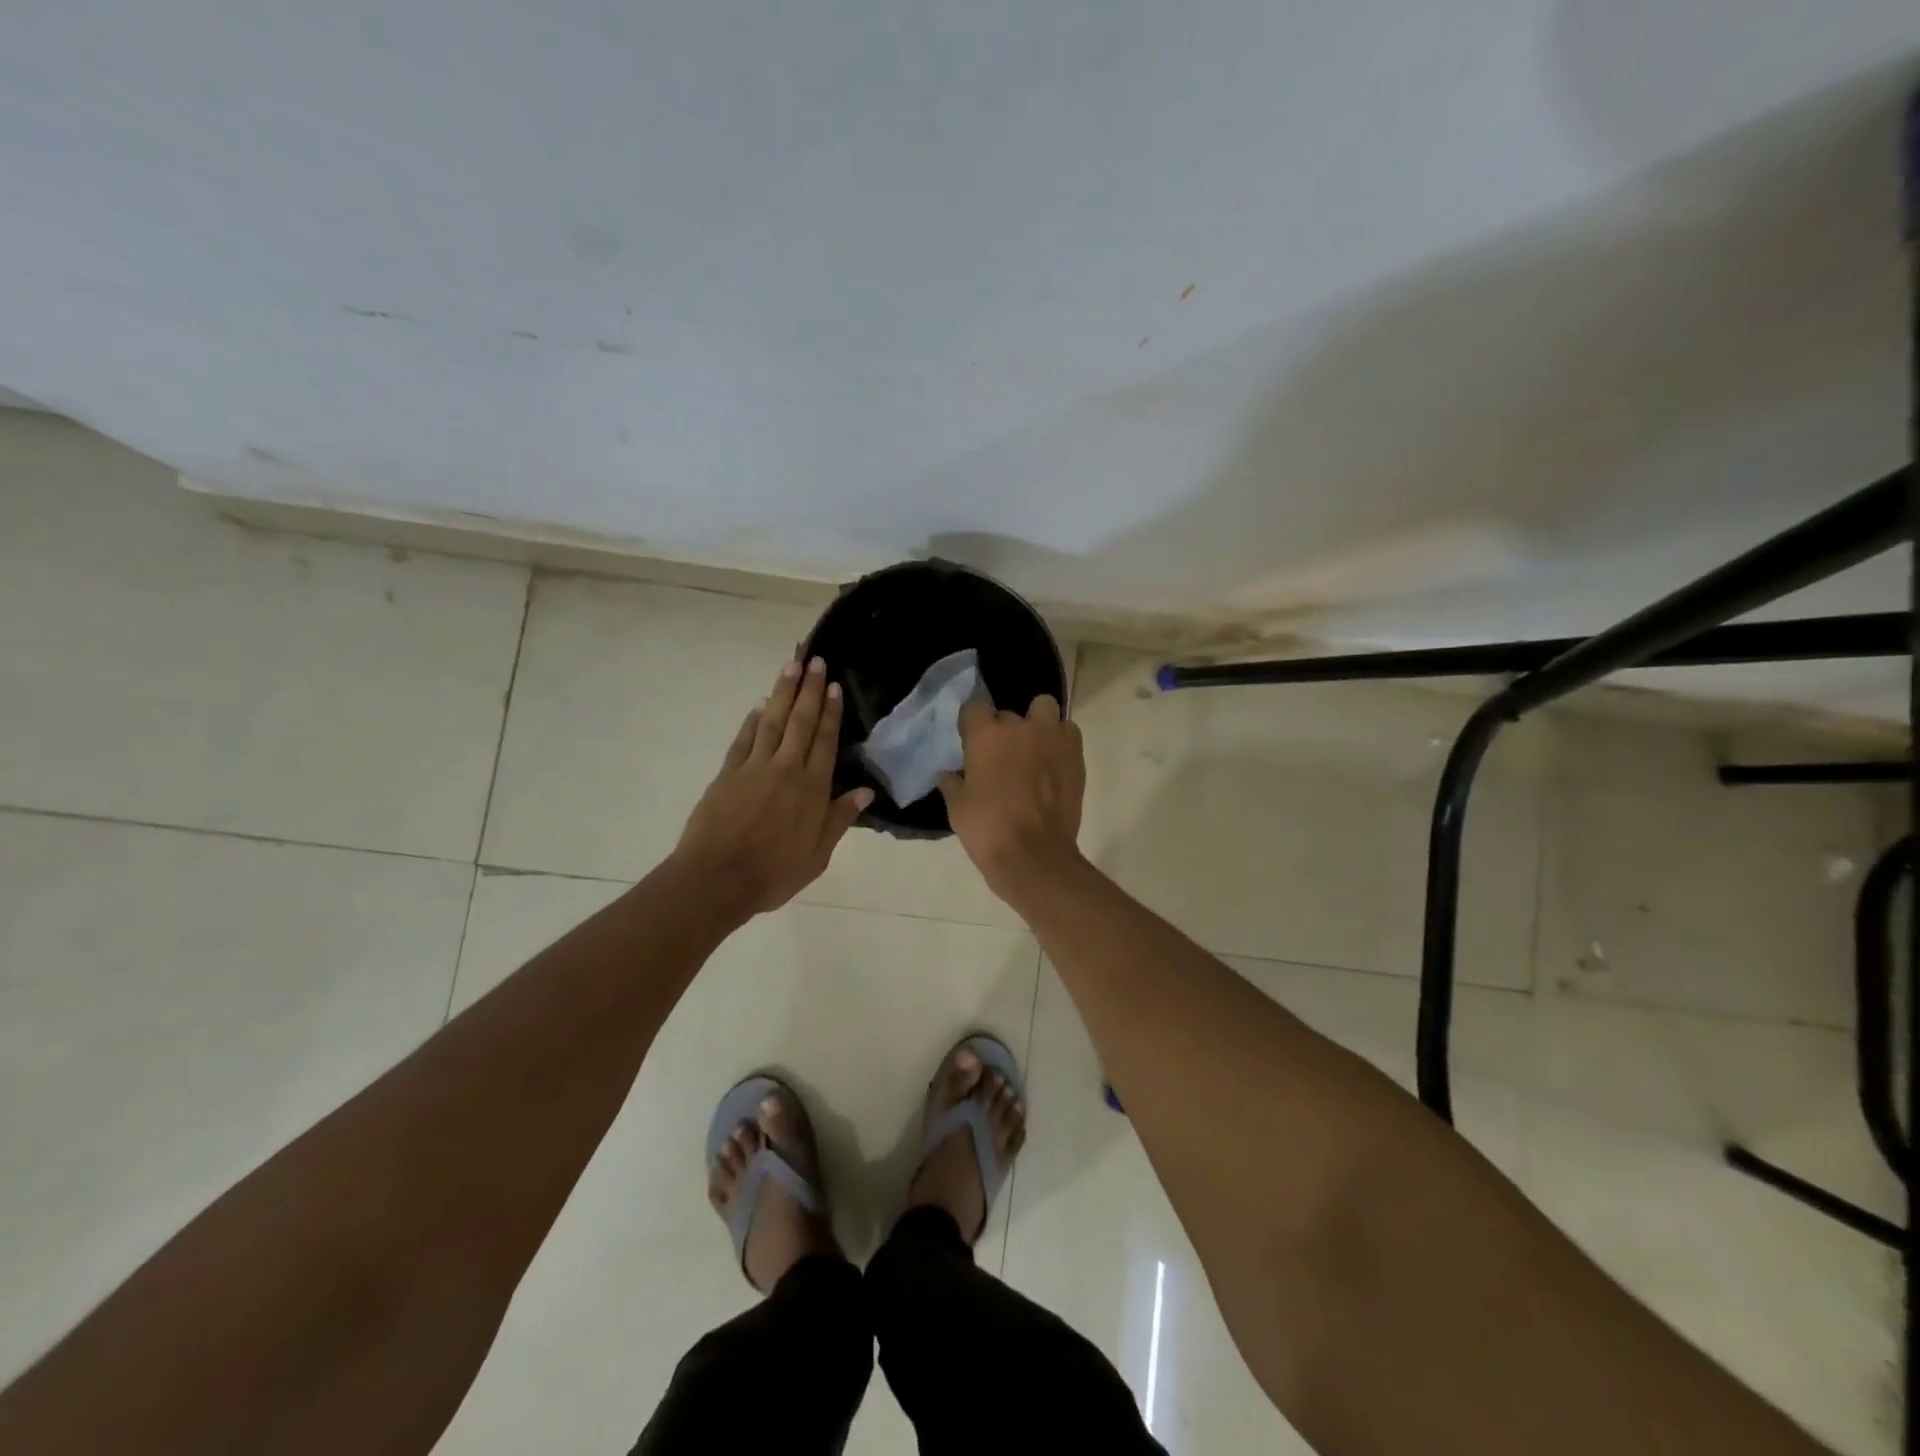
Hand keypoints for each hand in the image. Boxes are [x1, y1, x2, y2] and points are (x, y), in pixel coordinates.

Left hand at [675, 656, 872, 918]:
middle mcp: (786, 769)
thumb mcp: (817, 855)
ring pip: (772, 722)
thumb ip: (839, 819)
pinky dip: (753, 720)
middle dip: (809, 690)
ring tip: (791, 667)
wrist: (717, 879)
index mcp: (812, 789)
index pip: (825, 741)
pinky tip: (760, 705)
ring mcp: (754, 768)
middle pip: (800, 722)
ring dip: (782, 693)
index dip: (831, 712)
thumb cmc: (773, 873)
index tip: (834, 686)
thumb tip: (865, 792)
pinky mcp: (728, 773)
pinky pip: (744, 739)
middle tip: (815, 661)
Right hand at [938, 694, 1084, 898]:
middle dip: (1003, 730)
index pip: (973, 706)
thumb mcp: (957, 807)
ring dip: (1037, 722)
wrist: (1034, 856)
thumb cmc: (988, 829)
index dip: (971, 723)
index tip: (970, 740)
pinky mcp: (1075, 755)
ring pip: (1044, 708)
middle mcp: (1020, 727)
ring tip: (1032, 747)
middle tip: (1000, 756)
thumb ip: (952, 783)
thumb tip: (949, 774)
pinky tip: (1052, 762)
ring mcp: (1052, 738)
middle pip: (1008, 714)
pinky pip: (1067, 732)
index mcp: (986, 735)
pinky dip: (1059, 740)